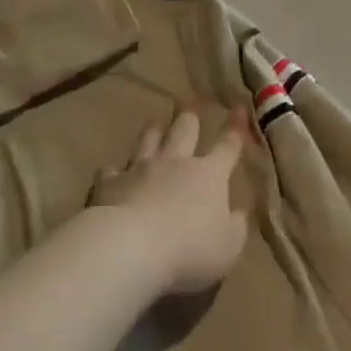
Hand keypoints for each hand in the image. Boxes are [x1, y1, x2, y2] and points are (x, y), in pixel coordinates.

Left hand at [92, 109, 249, 295]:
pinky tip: (112, 171)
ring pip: (148, 141)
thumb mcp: (228, 246)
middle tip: (192, 102)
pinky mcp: (110, 184)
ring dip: (153, 131)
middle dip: (190, 116)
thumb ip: (236, 226)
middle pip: (184, 131)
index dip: (236, 126)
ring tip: (154, 122)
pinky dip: (114, 170)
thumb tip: (240, 211)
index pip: (228, 145)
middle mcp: (175, 163)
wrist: (131, 247)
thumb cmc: (190, 249)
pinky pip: (112, 170)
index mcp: (209, 174)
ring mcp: (140, 170)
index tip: (239, 107)